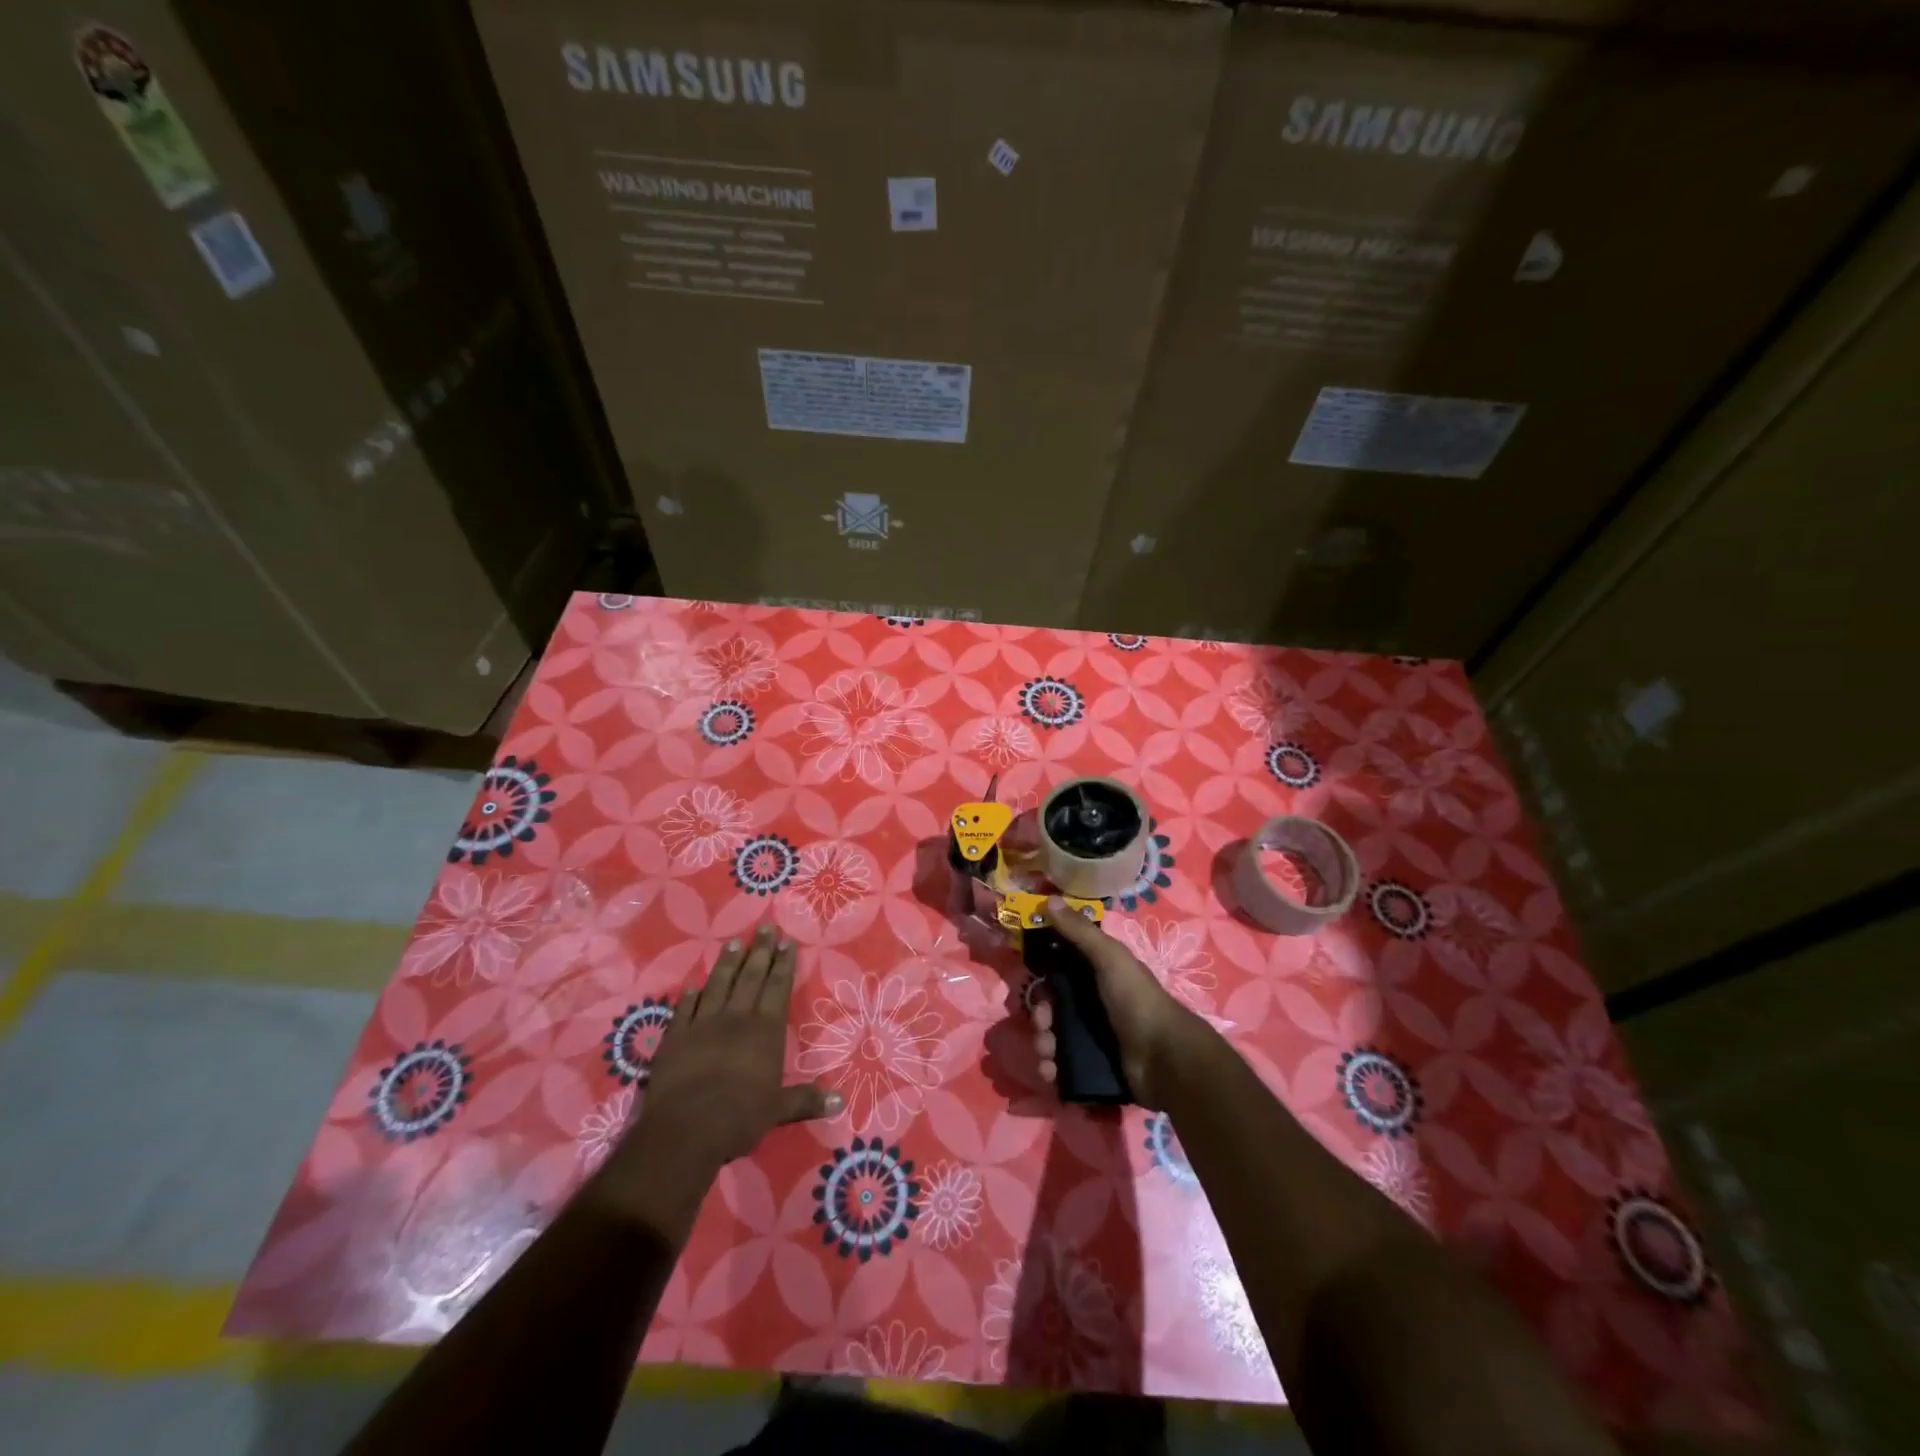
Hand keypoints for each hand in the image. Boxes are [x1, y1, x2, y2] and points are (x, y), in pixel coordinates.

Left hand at [596, 927, 840, 1227]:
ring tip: (734, 942)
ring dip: (727, 963)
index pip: (777, 988)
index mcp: (765, 1030)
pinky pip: (685, 1009)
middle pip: (750, 977)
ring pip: (718, 985)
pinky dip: (690, 996)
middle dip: (760, 951)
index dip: (783, 964)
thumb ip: (806, 1100)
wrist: (686, 1129)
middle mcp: (736, 1018)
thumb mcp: (778, 1110)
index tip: (787, 941)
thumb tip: (840, 1101)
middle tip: (766, 928)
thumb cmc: (739, 1117)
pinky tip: (692, 985)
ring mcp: (703, 1024)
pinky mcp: (676, 1037)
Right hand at [1031, 896, 1212, 1107]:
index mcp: (1097, 975)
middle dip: (1040, 1016)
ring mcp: (1094, 1037)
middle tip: (1044, 1025)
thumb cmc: (1136, 1000)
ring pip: (1053, 1037)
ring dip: (1042, 1044)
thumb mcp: (1109, 958)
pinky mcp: (1093, 1067)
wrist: (1164, 1059)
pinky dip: (1052, 1069)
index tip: (1031, 982)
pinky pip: (1062, 1066)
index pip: (1059, 970)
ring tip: (1047, 1055)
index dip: (1042, 976)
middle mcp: (1093, 1004)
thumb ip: (1079, 931)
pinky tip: (1051, 1073)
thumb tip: (1049, 899)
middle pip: (1052, 1006)